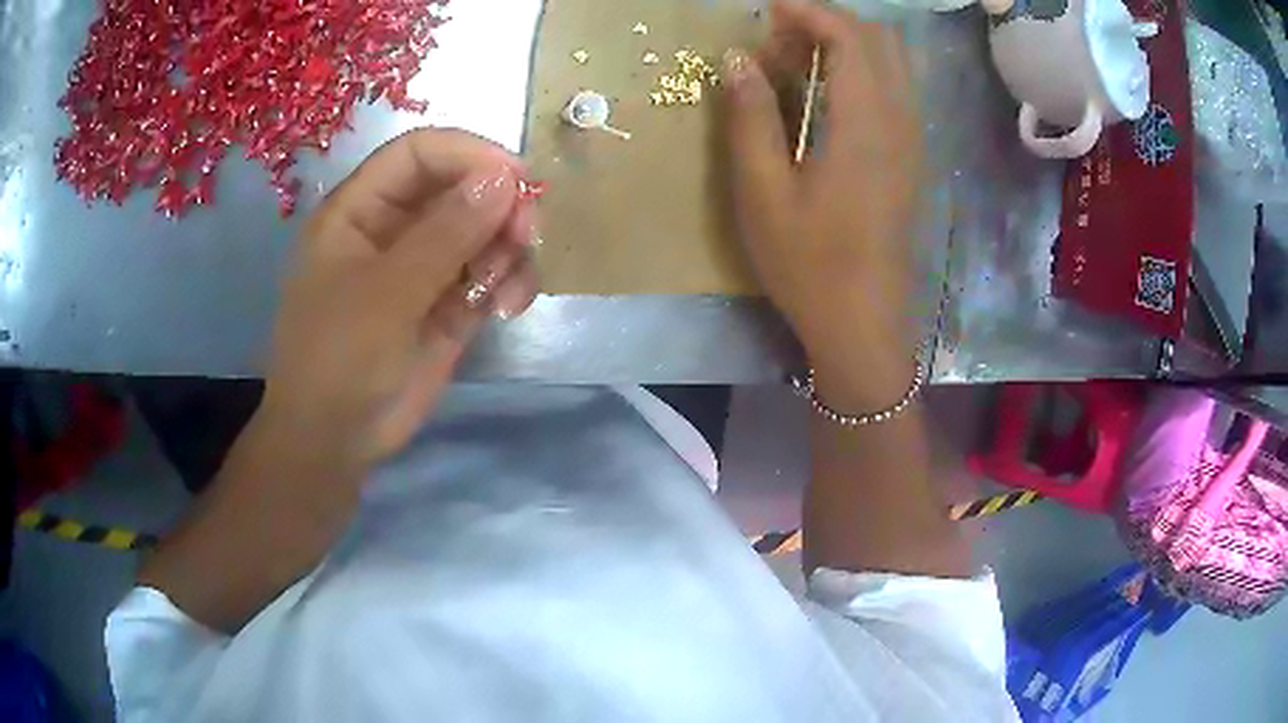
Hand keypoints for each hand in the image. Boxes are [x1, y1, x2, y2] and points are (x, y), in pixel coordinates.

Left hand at [257, 128, 539, 478]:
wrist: (336, 441)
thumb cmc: (338, 361)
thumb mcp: (385, 295)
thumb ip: (444, 235)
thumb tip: (505, 178)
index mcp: (360, 210)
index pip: (419, 154)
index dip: (468, 154)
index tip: (517, 180)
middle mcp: (395, 228)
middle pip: (461, 186)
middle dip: (499, 206)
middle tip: (526, 237)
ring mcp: (425, 266)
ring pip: (485, 229)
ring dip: (509, 249)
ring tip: (506, 291)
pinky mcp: (450, 303)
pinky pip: (493, 272)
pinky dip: (510, 281)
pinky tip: (508, 308)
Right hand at [723, 0, 922, 407]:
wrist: (864, 325)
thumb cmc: (809, 264)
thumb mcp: (763, 192)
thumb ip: (750, 117)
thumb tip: (738, 59)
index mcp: (866, 124)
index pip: (851, 37)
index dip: (809, 13)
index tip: (768, 11)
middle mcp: (901, 122)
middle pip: (882, 41)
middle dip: (831, 25)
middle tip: (781, 41)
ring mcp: (913, 142)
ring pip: (893, 65)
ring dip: (848, 48)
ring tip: (798, 66)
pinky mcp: (912, 160)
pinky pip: (896, 92)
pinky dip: (862, 74)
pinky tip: (825, 98)